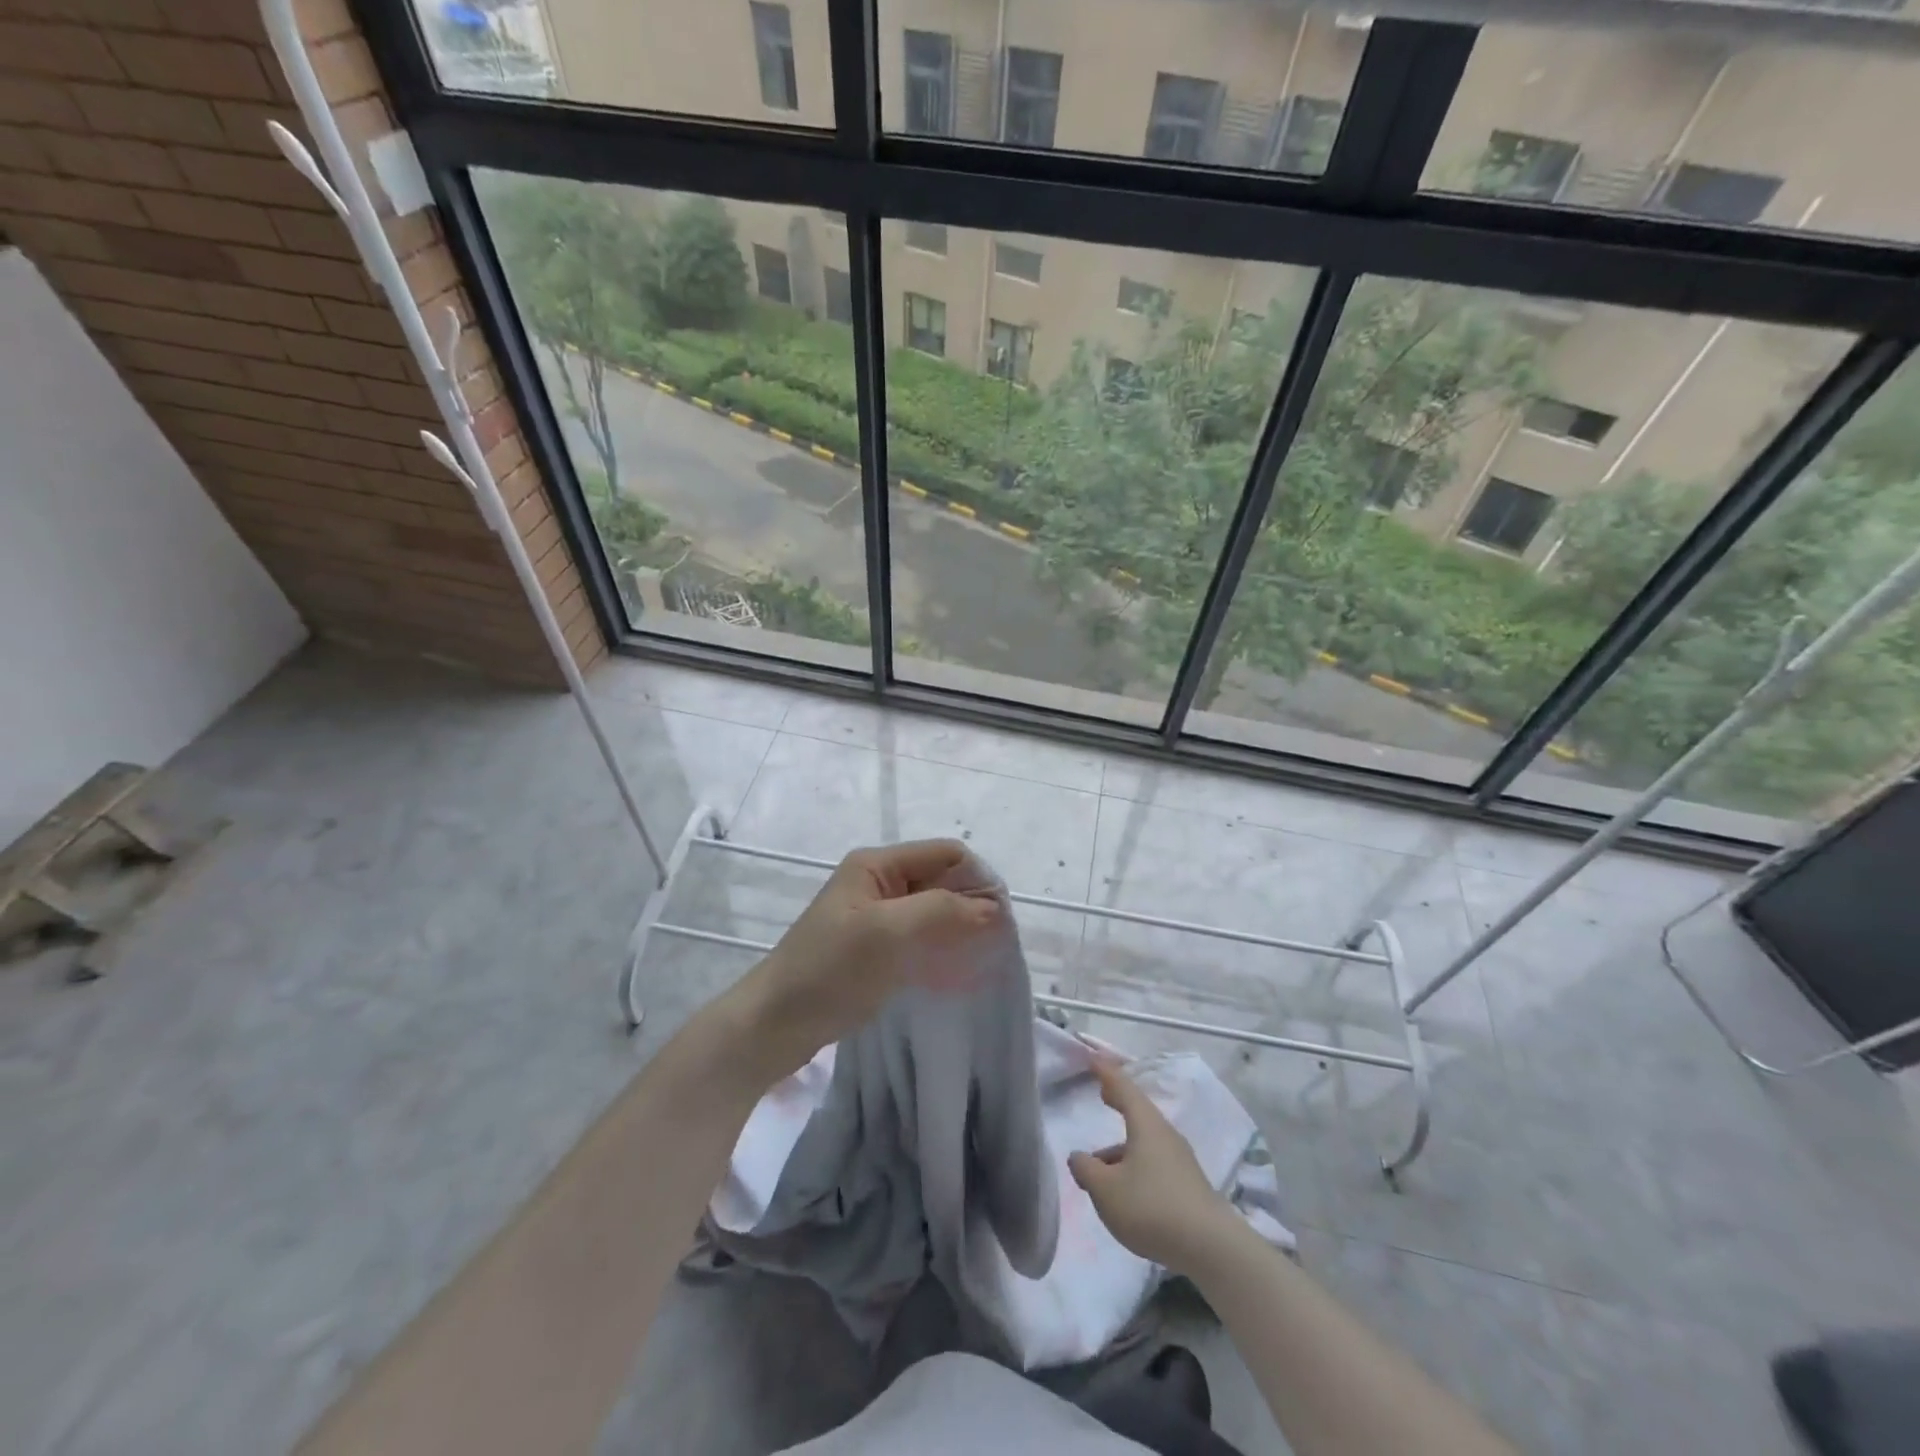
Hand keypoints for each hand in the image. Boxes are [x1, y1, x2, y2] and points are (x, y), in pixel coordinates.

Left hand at [734, 838, 1001, 1082]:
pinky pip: (921, 939)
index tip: (1002, 919)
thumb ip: (942, 911)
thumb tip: (994, 909)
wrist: (775, 1024)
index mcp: (878, 865)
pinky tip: (958, 974)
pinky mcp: (876, 948)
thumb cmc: (830, 969)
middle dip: (972, 907)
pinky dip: (942, 950)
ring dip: (960, 931)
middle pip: (942, 881)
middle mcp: (880, 883)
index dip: (978, 879)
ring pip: (934, 912)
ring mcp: (876, 916)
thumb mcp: (888, 932)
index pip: (946, 854)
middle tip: (998, 945)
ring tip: (984, 961)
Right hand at [1068, 1059, 1238, 1275]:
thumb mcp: (1106, 1190)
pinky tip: (1124, 1192)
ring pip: (1144, 1143)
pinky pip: (1153, 1164)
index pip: (1123, 1088)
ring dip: (1121, 1147)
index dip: (1106, 1072)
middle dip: (1118, 1102)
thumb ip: (1086, 1169)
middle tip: (1102, 1094)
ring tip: (1099, 1168)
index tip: (1093, 1058)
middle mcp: (1165, 1135)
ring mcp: (1179, 1161)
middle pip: (1138, 1112)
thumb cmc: (1151, 1207)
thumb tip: (1078, 1156)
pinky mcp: (1187, 1186)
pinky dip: (1134, 1165)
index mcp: (1146, 1125)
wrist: (1211, 1249)